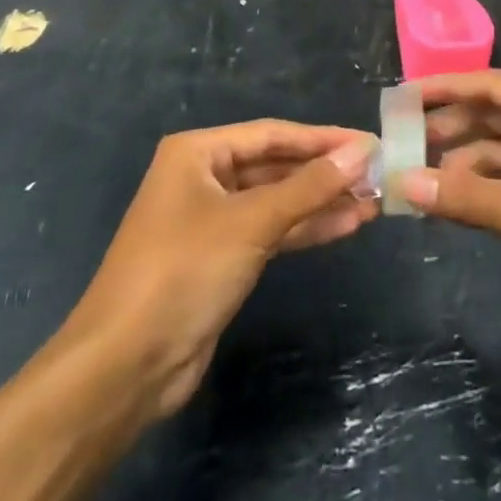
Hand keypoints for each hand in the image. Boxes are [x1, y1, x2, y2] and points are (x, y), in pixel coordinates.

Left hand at [61, 121, 376, 418]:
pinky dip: (305, 229)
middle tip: (376, 175)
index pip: (272, 135)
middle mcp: (204, 177)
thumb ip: (309, 186)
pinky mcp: (221, 258)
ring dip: (321, 202)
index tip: (368, 143)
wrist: (125, 366)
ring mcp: (212, 220)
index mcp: (198, 152)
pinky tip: (345, 226)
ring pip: (277, 201)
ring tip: (371, 203)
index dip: (322, 139)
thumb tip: (361, 152)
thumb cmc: (184, 271)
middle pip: (276, 166)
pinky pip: (271, 232)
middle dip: (324, 173)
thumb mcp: (251, 222)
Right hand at [402, 72, 500, 341]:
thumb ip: (472, 199)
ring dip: (466, 161)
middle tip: (402, 141)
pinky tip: (458, 199)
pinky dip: (488, 186)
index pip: (491, 86)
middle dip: (452, 126)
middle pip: (496, 115)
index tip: (401, 97)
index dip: (445, 88)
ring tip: (420, 175)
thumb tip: (405, 181)